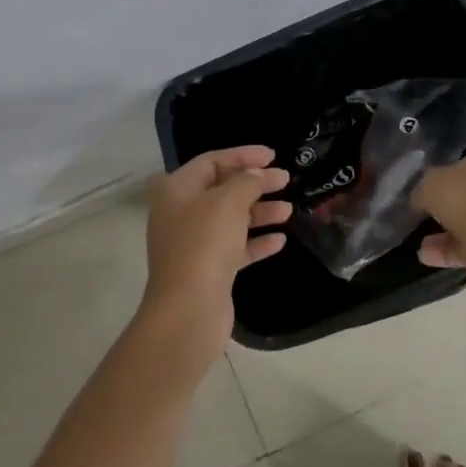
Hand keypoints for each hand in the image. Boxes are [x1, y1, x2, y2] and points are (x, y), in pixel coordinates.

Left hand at [141, 146, 291, 360]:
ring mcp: (194, 244)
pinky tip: (279, 241)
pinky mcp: (208, 270)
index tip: (273, 155)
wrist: (188, 311)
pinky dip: (256, 242)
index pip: (211, 161)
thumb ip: (247, 181)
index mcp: (177, 190)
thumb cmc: (204, 244)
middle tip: (285, 179)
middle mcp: (182, 213)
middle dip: (255, 183)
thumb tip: (259, 174)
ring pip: (231, 219)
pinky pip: (236, 248)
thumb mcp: (228, 202)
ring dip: (260, 212)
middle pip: (223, 189)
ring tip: (288, 211)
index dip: (242, 155)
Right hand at [413, 155, 465, 269]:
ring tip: (420, 245)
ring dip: (441, 234)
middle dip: (442, 209)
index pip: (454, 170)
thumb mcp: (428, 185)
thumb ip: (421, 190)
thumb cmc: (463, 200)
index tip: (419, 198)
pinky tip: (426, 257)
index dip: (435, 182)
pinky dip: (447, 250)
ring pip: (465, 224)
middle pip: (462, 197)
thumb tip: (420, 199)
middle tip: (420, 220)